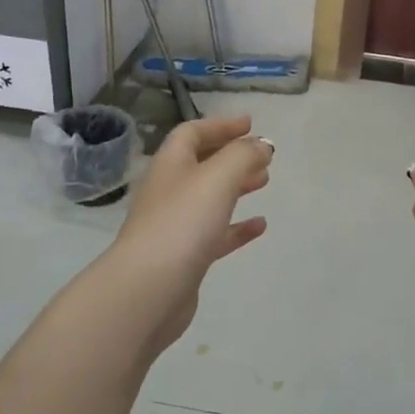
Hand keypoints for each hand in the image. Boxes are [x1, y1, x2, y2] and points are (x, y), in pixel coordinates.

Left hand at [108, 114, 272, 358]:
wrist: (149, 289)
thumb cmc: (182, 222)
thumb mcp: (218, 177)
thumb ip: (243, 155)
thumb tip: (261, 145)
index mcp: (170, 165)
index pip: (192, 133)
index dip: (220, 125)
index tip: (250, 125)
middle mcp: (169, 191)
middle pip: (201, 164)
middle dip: (232, 156)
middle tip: (263, 156)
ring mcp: (175, 225)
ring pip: (209, 198)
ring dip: (237, 187)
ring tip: (265, 182)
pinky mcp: (185, 257)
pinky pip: (215, 234)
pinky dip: (237, 226)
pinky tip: (260, 226)